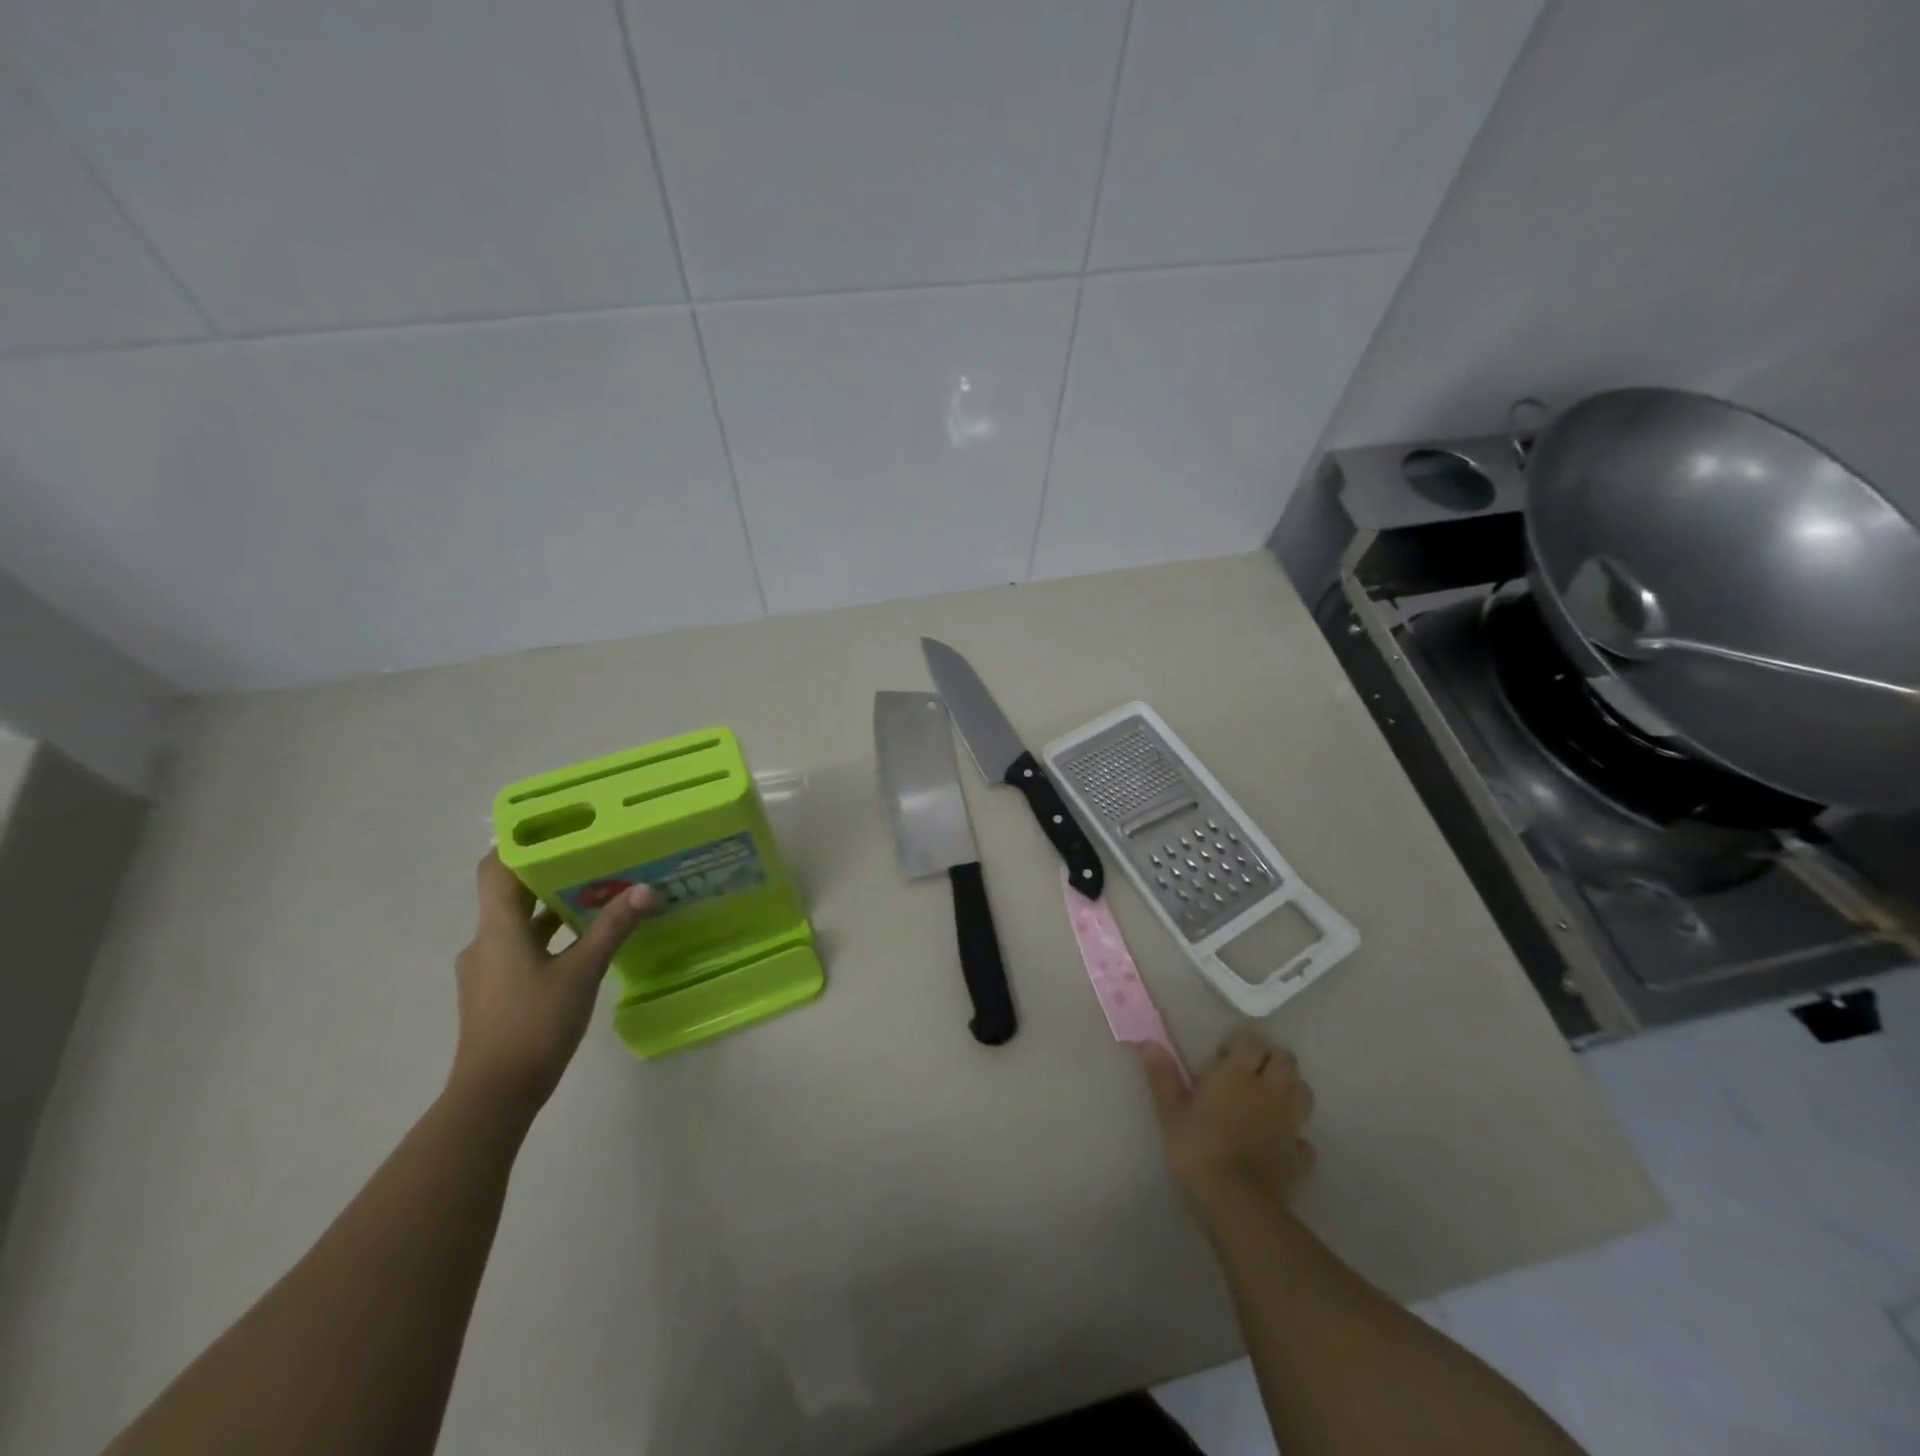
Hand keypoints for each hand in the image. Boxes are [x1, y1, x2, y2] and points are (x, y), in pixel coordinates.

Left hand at [450, 852, 658, 1114]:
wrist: (495, 1094)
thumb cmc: (535, 1024)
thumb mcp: (582, 972)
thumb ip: (612, 928)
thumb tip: (645, 889)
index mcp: (497, 928)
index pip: (496, 868)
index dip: (521, 844)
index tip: (559, 828)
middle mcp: (485, 941)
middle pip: (512, 893)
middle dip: (552, 874)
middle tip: (595, 857)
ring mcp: (487, 969)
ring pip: (520, 923)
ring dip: (554, 908)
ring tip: (599, 895)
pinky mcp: (496, 991)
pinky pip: (523, 948)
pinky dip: (550, 937)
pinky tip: (584, 943)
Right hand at [1140, 1030, 1315, 1215]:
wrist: (1235, 1203)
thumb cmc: (1197, 1150)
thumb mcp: (1170, 1112)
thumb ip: (1162, 1076)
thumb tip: (1148, 1043)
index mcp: (1238, 1074)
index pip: (1252, 1041)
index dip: (1241, 1044)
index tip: (1222, 1057)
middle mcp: (1270, 1091)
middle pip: (1286, 1060)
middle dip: (1271, 1060)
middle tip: (1248, 1074)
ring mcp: (1290, 1123)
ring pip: (1303, 1092)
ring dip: (1289, 1091)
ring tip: (1267, 1102)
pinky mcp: (1301, 1156)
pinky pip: (1304, 1138)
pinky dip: (1295, 1137)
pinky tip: (1278, 1145)